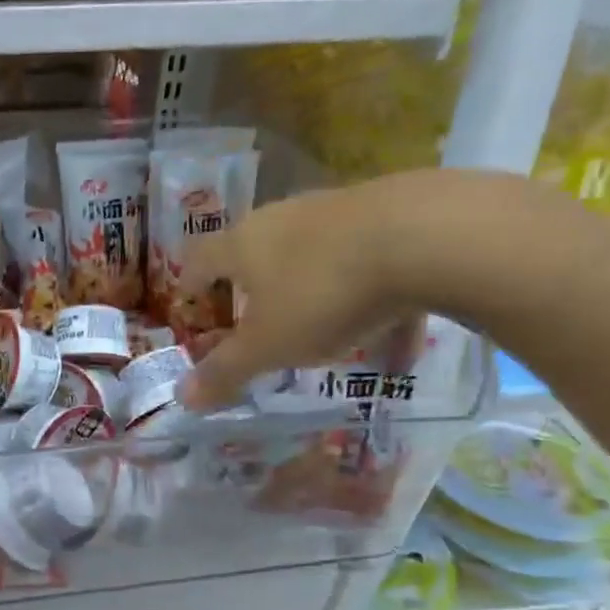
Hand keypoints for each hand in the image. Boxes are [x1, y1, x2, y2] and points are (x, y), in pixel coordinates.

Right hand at [179, 169, 557, 409]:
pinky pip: (372, 267)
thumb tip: (182, 398)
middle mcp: (284, 219)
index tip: (190, 305)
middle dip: (254, 288)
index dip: (190, 282)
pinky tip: (399, 347)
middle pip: (256, 251)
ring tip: (327, 336)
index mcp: (244, 244)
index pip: (200, 258)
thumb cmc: (322, 294)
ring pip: (315, 257)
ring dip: (313, 294)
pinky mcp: (392, 215)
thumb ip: (226, 372)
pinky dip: (375, 304)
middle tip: (255, 321)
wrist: (426, 236)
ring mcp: (338, 212)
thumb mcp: (268, 345)